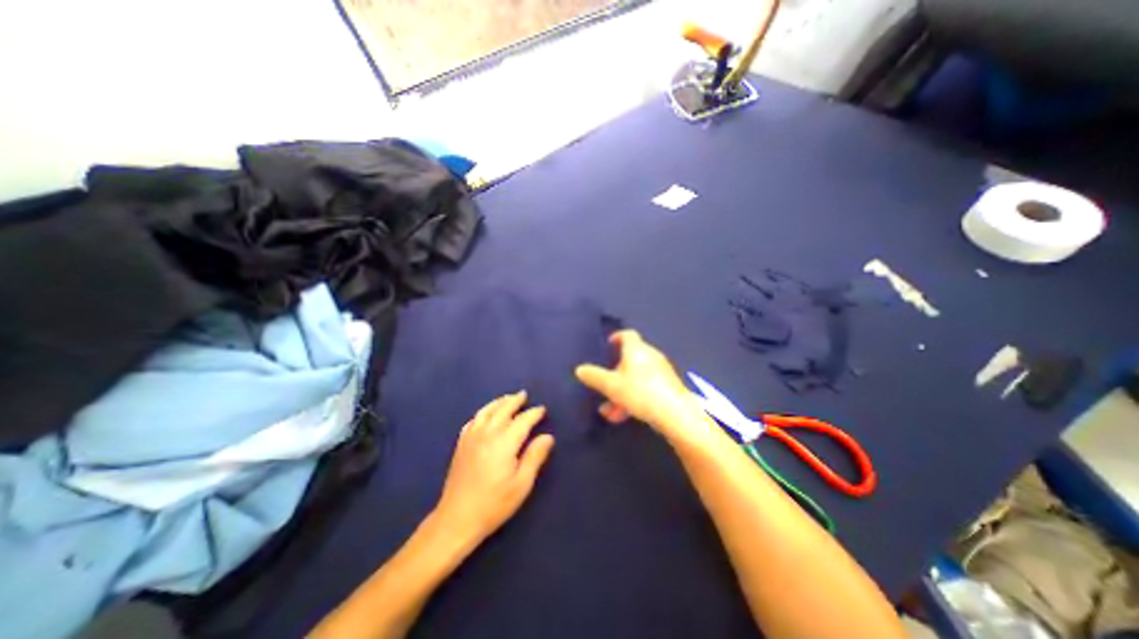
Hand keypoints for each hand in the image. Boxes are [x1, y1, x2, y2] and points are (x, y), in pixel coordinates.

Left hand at [431, 392, 555, 545]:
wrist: (457, 519)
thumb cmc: (494, 504)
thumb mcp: (521, 484)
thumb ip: (535, 457)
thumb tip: (548, 436)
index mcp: (504, 443)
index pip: (522, 420)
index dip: (533, 413)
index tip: (542, 409)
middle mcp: (487, 434)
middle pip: (503, 410)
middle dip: (515, 401)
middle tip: (524, 395)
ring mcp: (471, 437)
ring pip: (486, 411)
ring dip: (499, 402)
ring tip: (508, 398)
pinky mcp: (461, 444)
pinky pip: (473, 420)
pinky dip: (483, 413)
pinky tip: (486, 415)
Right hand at [575, 332, 707, 437]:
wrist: (675, 413)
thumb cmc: (640, 392)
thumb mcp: (611, 386)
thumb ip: (595, 377)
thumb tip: (580, 369)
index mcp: (637, 349)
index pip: (627, 335)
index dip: (617, 337)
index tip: (608, 345)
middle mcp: (650, 356)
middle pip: (630, 359)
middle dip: (615, 374)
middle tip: (604, 387)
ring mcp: (661, 371)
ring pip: (636, 377)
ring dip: (621, 391)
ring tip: (611, 412)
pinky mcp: (668, 386)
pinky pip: (646, 387)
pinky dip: (634, 397)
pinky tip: (625, 415)